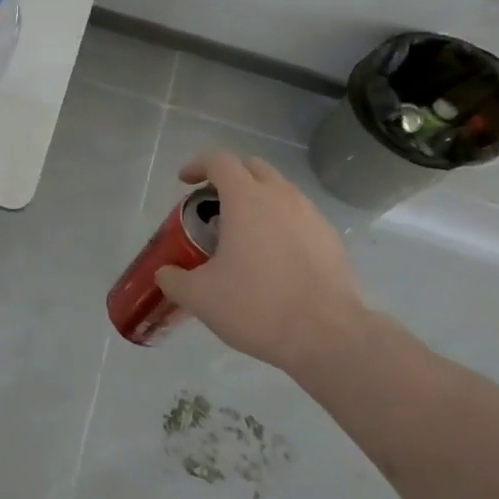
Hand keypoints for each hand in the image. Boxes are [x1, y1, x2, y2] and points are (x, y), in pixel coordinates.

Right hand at [153, 151, 367, 370]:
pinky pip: (301, 216)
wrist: (328, 337)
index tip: (185, 183)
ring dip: (259, 198)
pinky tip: (275, 256)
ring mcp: (312, 216)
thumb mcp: (200, 297)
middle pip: (253, 167)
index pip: (219, 161)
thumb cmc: (257, 306)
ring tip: (244, 231)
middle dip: (230, 177)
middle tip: (214, 204)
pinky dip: (282, 222)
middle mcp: (282, 197)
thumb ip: (174, 279)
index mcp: (246, 199)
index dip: (198, 166)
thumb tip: (165, 273)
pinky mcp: (332, 239)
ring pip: (281, 190)